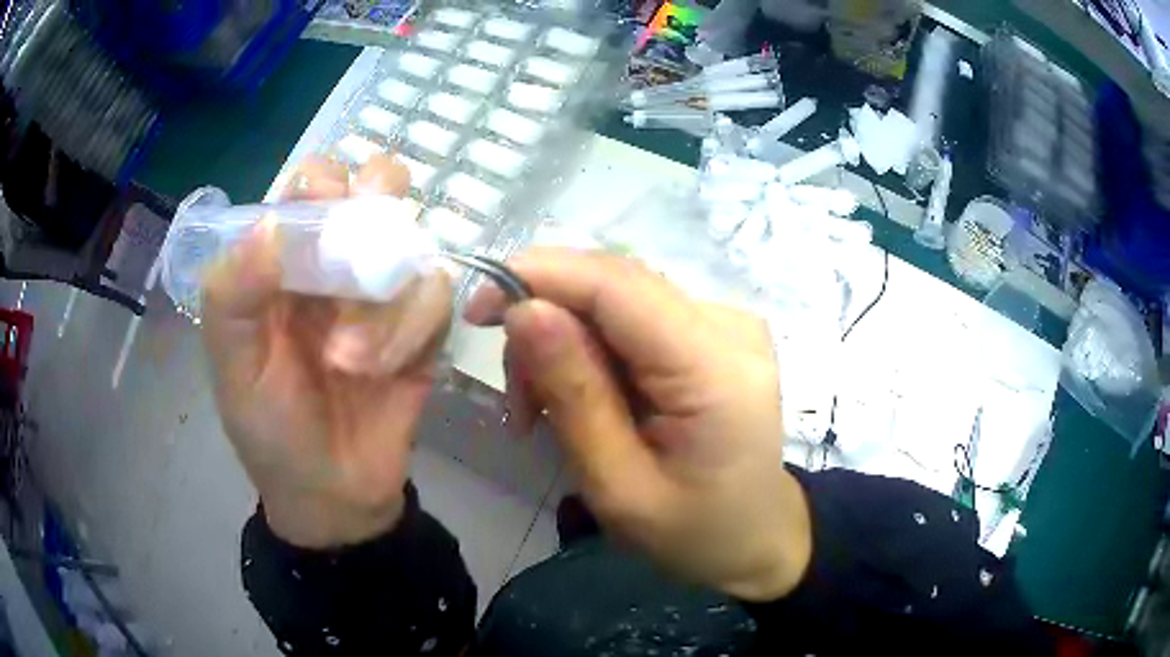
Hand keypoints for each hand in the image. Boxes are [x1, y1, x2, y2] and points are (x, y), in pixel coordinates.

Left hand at [202, 155, 452, 548]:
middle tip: (366, 240)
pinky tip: (388, 373)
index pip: (312, 187)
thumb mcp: (233, 366)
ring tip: (351, 362)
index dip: (321, 182)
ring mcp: (387, 294)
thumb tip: (271, 223)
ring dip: (385, 303)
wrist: (333, 495)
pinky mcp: (426, 329)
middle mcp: (340, 265)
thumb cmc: (270, 428)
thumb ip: (232, 295)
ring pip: (413, 245)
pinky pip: (438, 298)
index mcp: (287, 264)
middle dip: (379, 200)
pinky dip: (413, 332)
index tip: (322, 206)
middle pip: (379, 190)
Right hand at [467, 249, 811, 601]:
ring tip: (542, 412)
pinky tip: (581, 396)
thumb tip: (523, 310)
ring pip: (617, 297)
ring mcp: (727, 322)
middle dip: (545, 319)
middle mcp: (728, 323)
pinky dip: (593, 348)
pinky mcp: (715, 331)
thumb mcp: (619, 487)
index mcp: (716, 367)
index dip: (538, 275)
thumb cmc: (693, 533)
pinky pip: (635, 317)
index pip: (615, 283)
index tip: (476, 311)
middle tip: (517, 397)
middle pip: (614, 282)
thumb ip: (574, 395)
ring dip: (565, 340)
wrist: (757, 538)